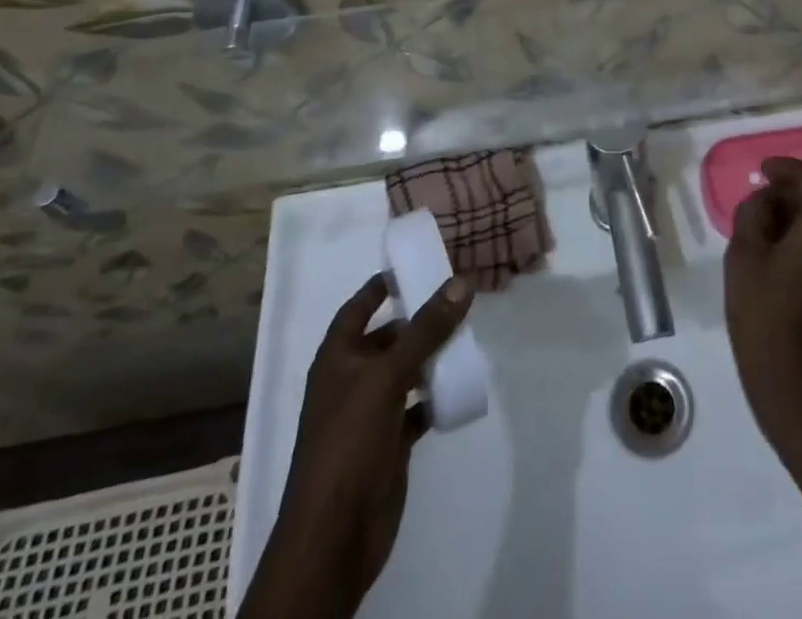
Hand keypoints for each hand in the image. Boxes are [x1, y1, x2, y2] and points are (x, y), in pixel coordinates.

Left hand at [244, 272, 472, 618]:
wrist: (334, 536)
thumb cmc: (349, 442)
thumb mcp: (387, 376)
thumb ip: (426, 330)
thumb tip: (461, 283)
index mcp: (337, 359)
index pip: (358, 308)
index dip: (381, 286)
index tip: (415, 265)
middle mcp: (351, 381)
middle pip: (387, 338)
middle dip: (418, 320)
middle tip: (457, 298)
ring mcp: (370, 414)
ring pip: (405, 372)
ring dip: (431, 356)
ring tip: (467, 334)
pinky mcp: (389, 444)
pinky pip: (417, 408)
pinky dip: (436, 396)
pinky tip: (461, 384)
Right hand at [724, 157, 801, 440]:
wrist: (789, 381)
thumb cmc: (763, 310)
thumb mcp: (745, 251)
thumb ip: (754, 211)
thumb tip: (767, 200)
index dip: (787, 167)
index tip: (761, 170)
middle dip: (788, 190)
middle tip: (755, 197)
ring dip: (793, 213)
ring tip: (758, 223)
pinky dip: (799, 234)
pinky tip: (772, 249)